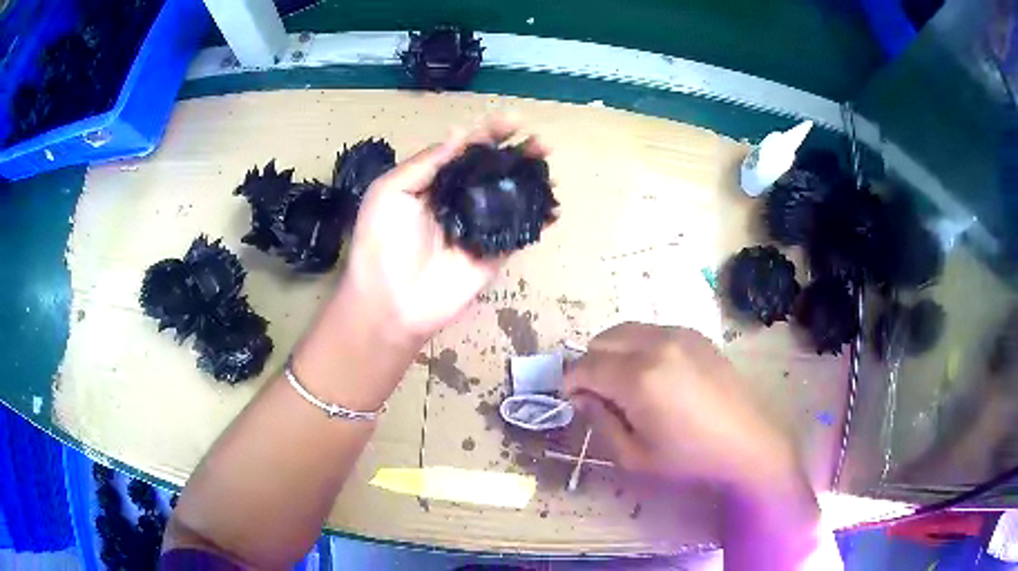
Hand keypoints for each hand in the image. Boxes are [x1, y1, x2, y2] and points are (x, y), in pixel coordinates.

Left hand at [341, 116, 548, 343]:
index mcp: (432, 182)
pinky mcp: (493, 253)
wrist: (390, 301)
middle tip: (540, 142)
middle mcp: (458, 199)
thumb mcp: (390, 191)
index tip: (513, 120)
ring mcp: (478, 227)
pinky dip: (538, 220)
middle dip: (517, 152)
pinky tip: (554, 207)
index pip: (465, 150)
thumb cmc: (381, 243)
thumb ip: (426, 163)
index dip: (489, 133)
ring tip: (548, 164)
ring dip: (531, 178)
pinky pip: (519, 232)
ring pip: (510, 196)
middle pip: (493, 169)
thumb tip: (460, 134)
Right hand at [564, 323, 797, 488]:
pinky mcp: (695, 334)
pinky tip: (656, 375)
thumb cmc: (689, 457)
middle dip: (592, 365)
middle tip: (601, 395)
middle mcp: (655, 345)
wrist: (746, 442)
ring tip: (627, 383)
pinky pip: (652, 331)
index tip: (574, 400)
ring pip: (625, 330)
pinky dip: (639, 347)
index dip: (571, 382)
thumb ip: (600, 421)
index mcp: (638, 378)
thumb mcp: (634, 455)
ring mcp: (678, 334)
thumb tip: (583, 397)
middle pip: (602, 340)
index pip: (585, 366)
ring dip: (614, 352)